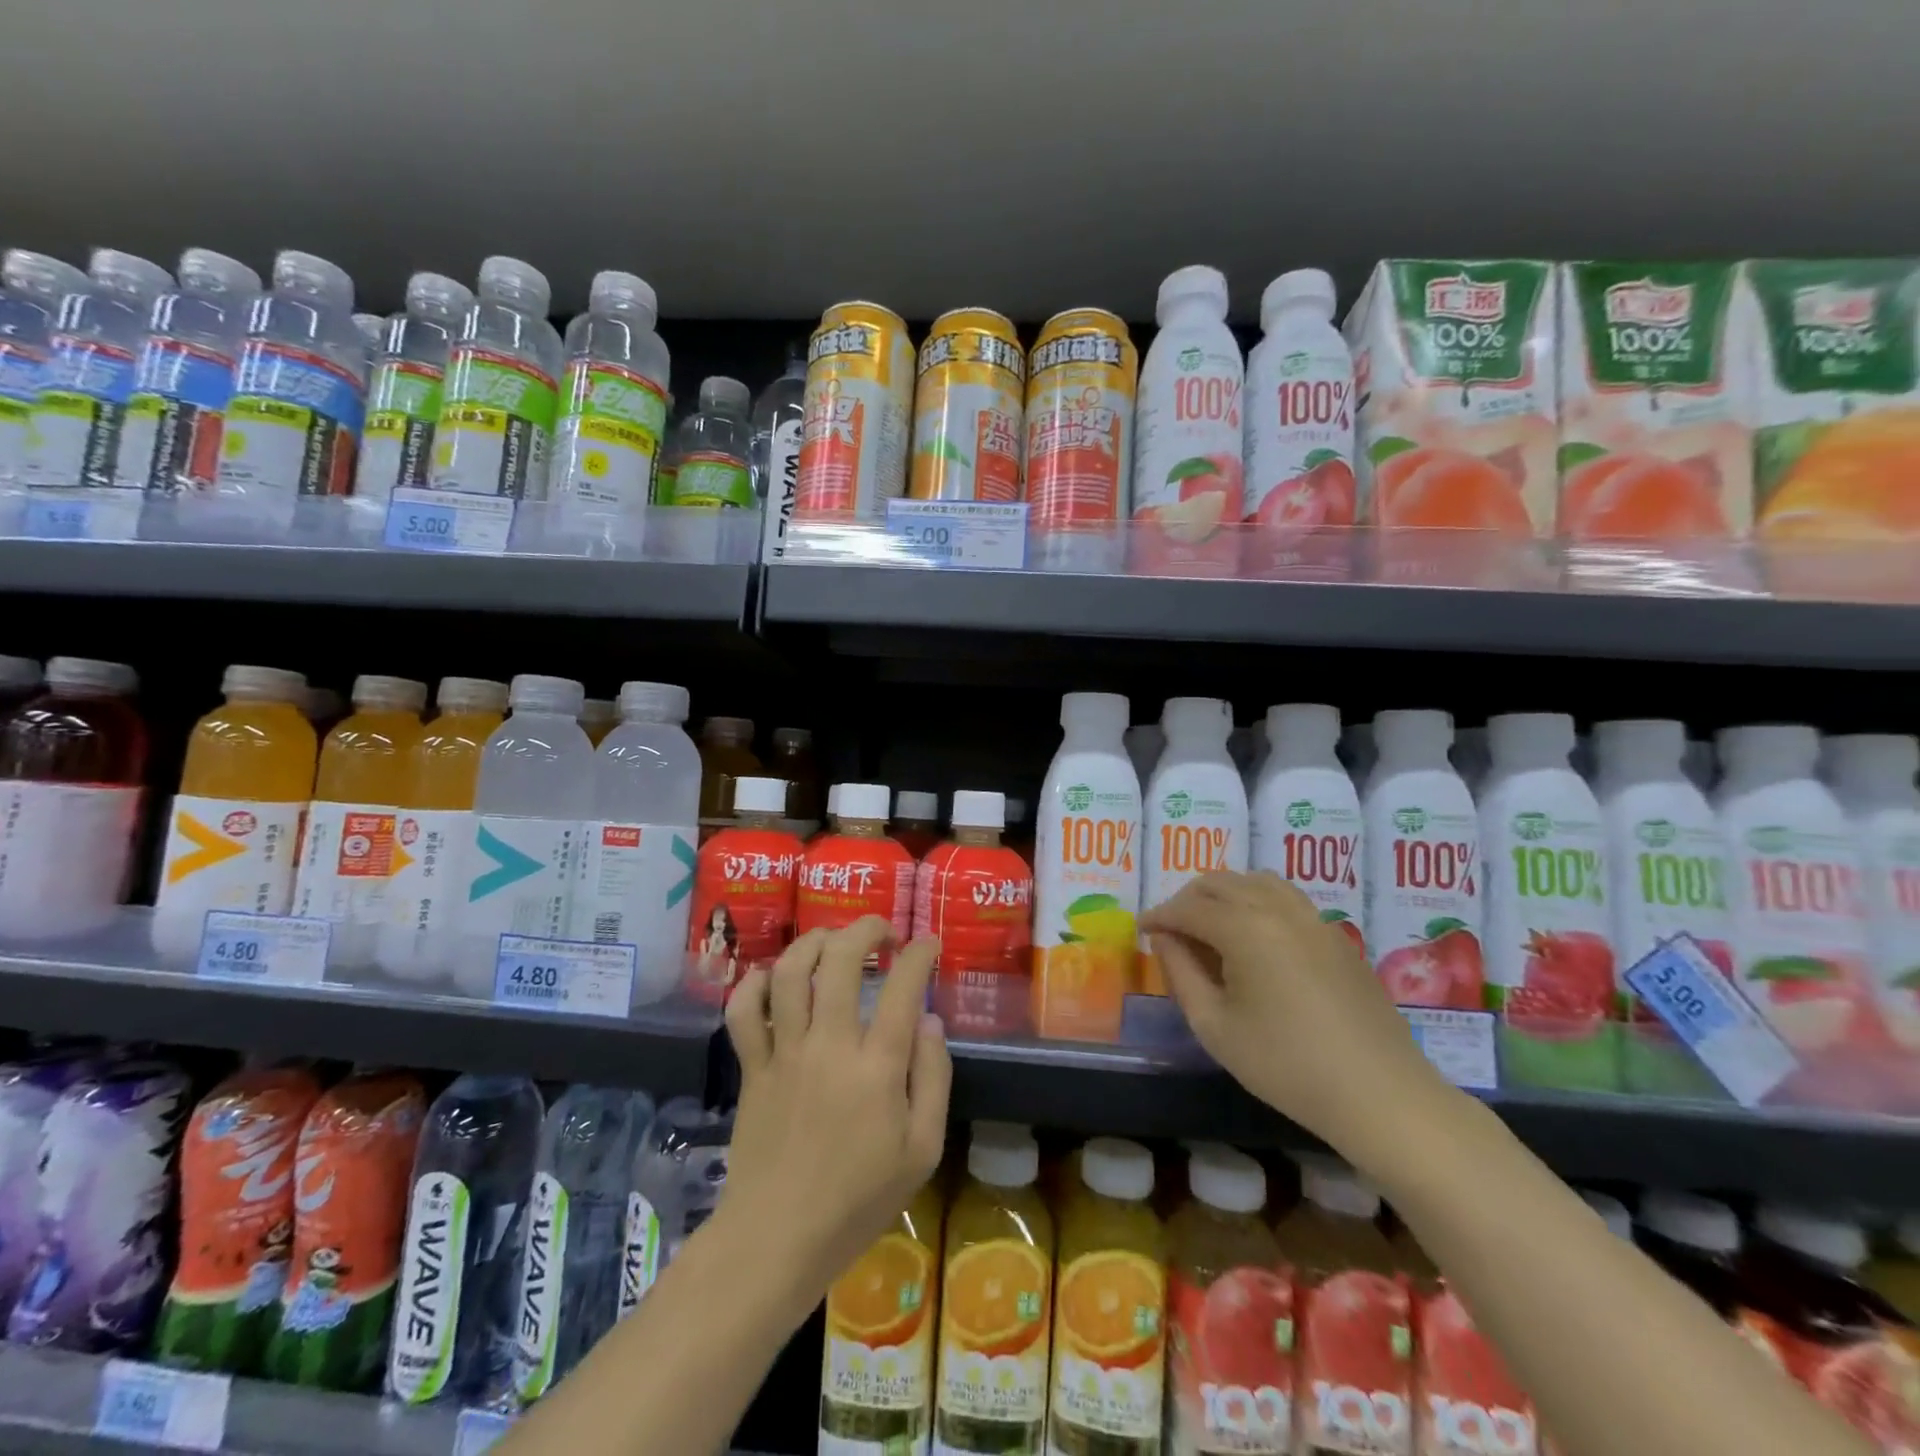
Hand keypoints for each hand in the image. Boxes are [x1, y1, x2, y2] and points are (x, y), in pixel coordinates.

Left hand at [722, 917, 950, 1296]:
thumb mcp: (922, 1151)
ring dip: (812, 942)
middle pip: (840, 960)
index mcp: (876, 1067)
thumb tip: (930, 1021)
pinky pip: (742, 1012)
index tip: (927, 944)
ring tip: (832, 940)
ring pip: (789, 972)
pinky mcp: (752, 1068)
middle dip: (865, 929)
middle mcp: (828, 1046)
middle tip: (881, 931)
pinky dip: (754, 984)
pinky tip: (772, 977)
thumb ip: (933, 1079)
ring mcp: (784, 1053)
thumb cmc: (858, 1200)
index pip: (903, 988)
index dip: (919, 954)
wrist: (777, 1240)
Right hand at [1142, 871, 1444, 1152]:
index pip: (1188, 907)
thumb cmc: (1286, 1065)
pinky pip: (1285, 897)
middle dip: (1187, 899)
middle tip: (1171, 930)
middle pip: (1220, 883)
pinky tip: (1254, 935)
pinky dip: (1257, 900)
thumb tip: (1164, 939)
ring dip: (1224, 893)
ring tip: (1209, 924)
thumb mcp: (1215, 1027)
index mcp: (1244, 927)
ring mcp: (1312, 918)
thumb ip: (1180, 974)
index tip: (1141, 929)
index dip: (1159, 915)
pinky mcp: (1336, 935)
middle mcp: (1277, 908)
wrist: (1380, 1094)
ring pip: (1255, 881)